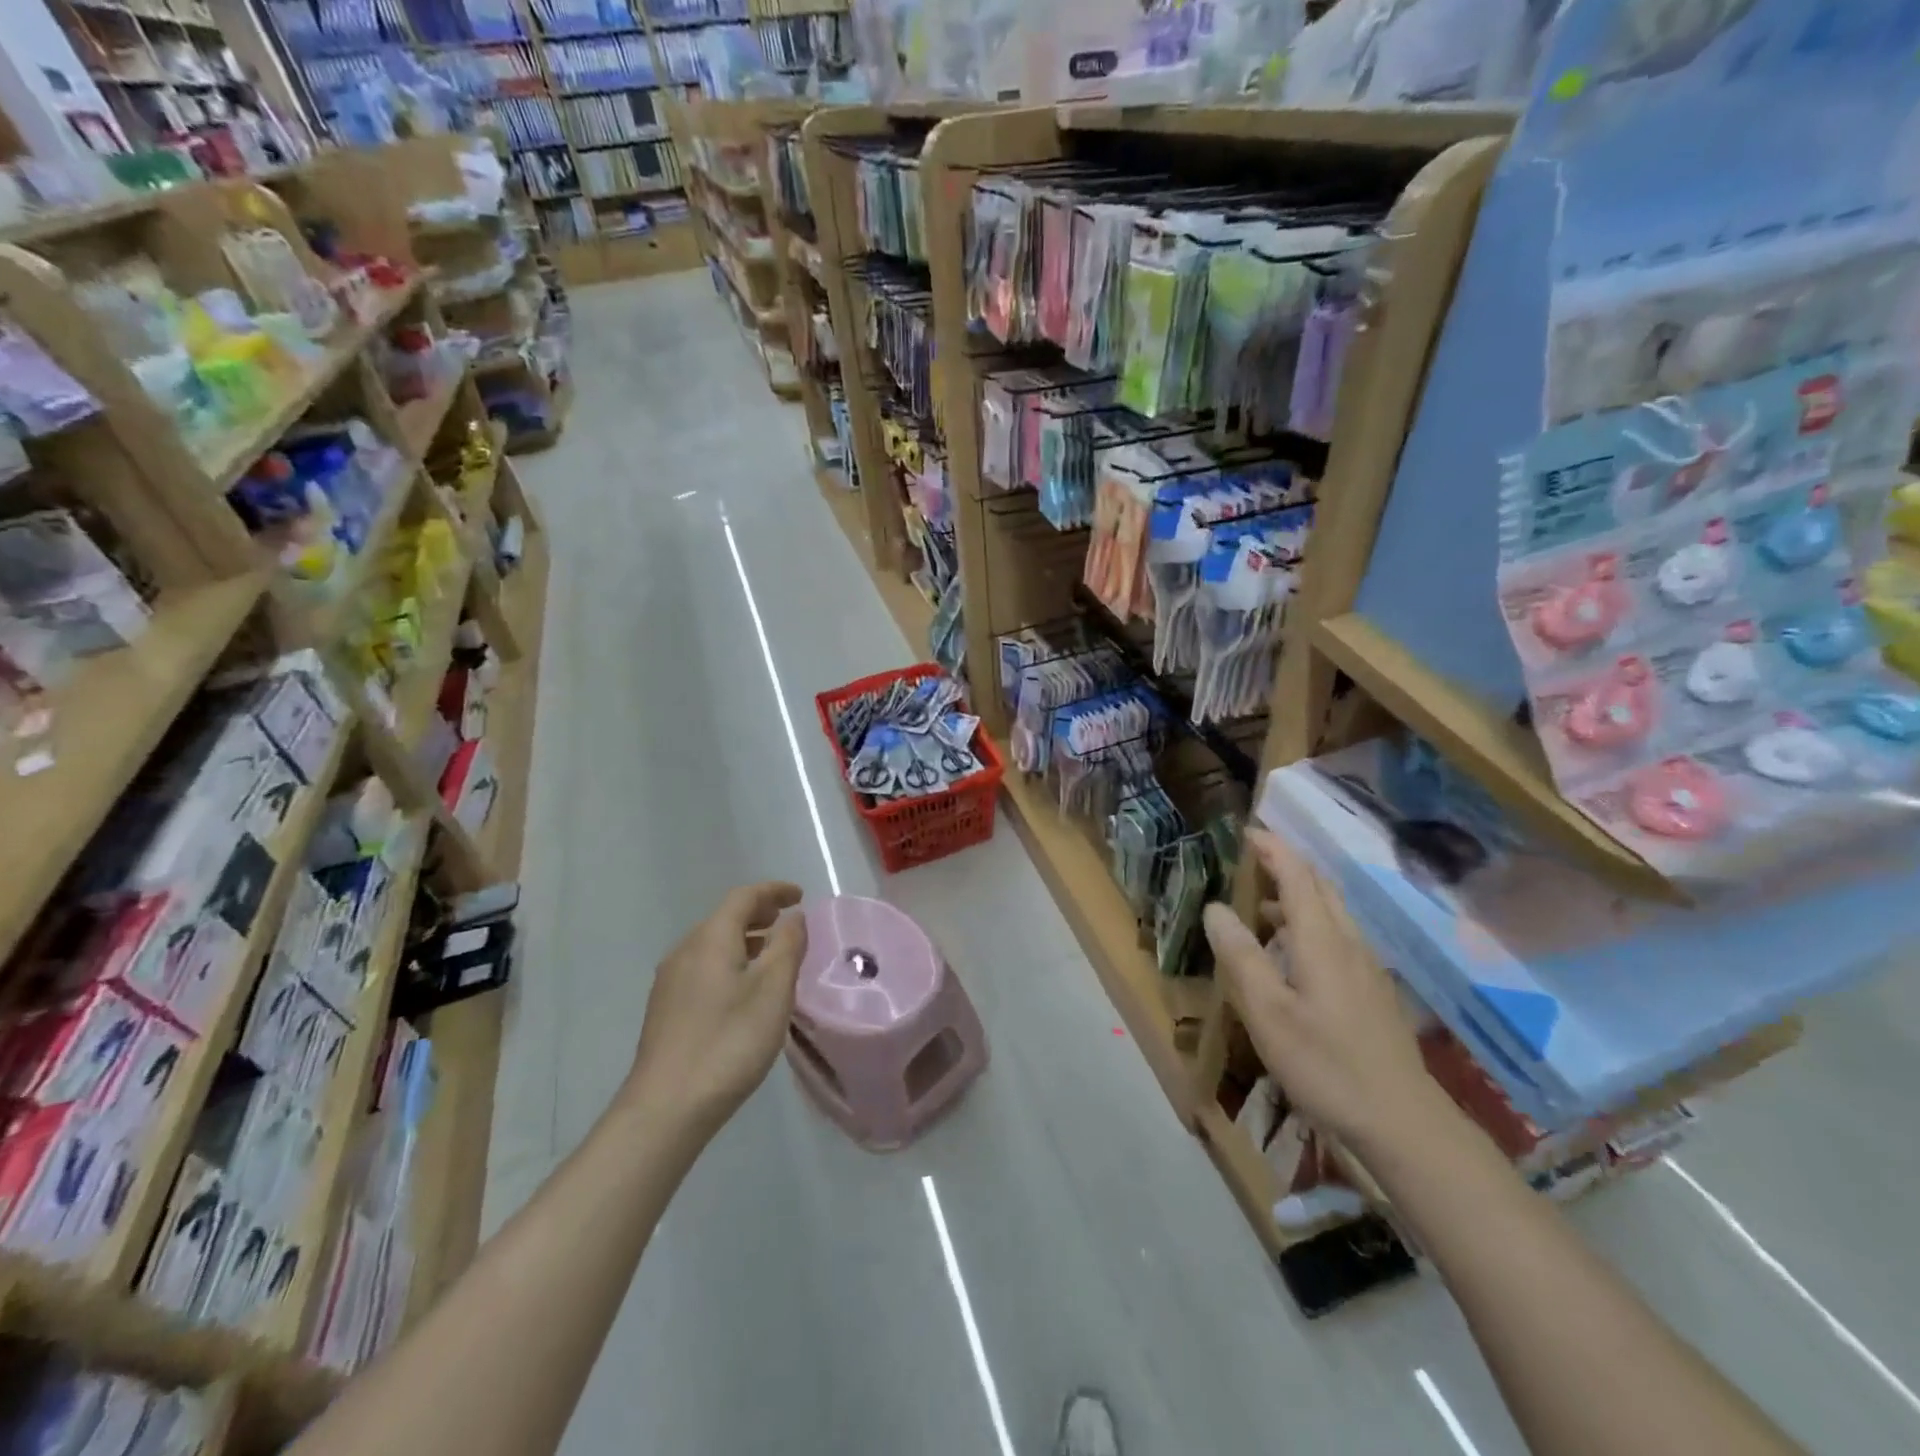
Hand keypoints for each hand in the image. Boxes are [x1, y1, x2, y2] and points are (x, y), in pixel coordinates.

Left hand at [624, 882, 808, 1142]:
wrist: (667, 1107)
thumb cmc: (729, 1041)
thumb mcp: (774, 990)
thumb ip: (787, 945)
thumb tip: (793, 917)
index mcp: (711, 938)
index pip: (743, 897)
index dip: (773, 891)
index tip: (800, 895)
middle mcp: (685, 950)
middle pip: (725, 918)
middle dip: (759, 914)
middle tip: (788, 922)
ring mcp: (670, 981)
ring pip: (713, 945)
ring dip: (745, 941)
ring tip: (773, 957)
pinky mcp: (665, 1009)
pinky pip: (704, 968)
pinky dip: (730, 963)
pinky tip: (744, 991)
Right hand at [1202, 829, 1440, 1153]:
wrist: (1402, 1121)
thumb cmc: (1326, 1063)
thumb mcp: (1268, 1013)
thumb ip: (1241, 957)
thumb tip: (1216, 908)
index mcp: (1322, 939)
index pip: (1297, 875)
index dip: (1273, 849)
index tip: (1247, 831)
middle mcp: (1349, 942)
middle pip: (1320, 886)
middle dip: (1287, 864)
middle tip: (1251, 858)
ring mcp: (1366, 966)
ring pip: (1331, 912)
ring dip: (1297, 895)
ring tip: (1259, 904)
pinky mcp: (1373, 990)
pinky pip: (1338, 935)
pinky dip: (1309, 923)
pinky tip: (1292, 953)